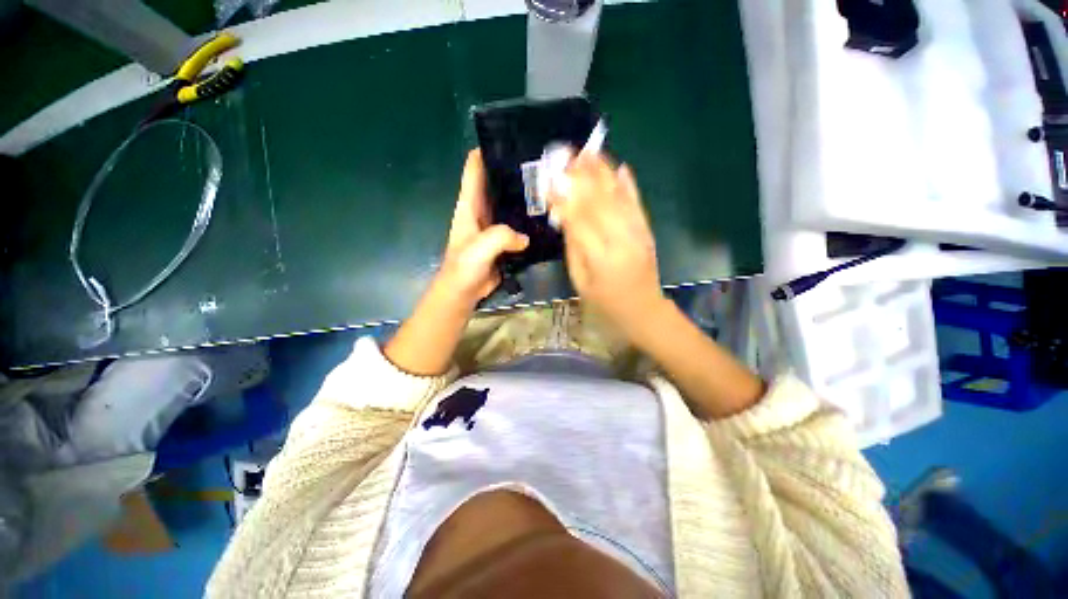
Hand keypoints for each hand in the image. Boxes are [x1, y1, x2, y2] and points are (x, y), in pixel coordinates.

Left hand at [385, 150, 526, 375]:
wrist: (464, 293)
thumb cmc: (463, 269)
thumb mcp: (478, 249)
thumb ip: (500, 237)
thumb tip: (525, 238)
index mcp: (470, 205)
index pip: (475, 169)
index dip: (488, 150)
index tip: (511, 139)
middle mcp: (482, 210)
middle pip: (497, 182)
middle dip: (515, 172)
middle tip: (542, 164)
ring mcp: (495, 225)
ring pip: (510, 203)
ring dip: (525, 196)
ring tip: (550, 187)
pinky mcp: (505, 240)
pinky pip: (518, 225)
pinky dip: (529, 220)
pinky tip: (546, 217)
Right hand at [548, 152, 666, 334]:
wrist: (643, 310)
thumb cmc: (605, 302)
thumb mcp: (580, 280)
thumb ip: (573, 247)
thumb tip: (564, 216)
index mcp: (601, 258)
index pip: (579, 220)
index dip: (564, 198)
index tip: (549, 180)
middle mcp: (622, 240)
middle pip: (599, 202)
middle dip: (582, 176)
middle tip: (567, 155)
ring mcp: (638, 233)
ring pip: (618, 197)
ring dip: (603, 173)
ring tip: (588, 152)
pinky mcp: (647, 231)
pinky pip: (637, 203)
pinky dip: (629, 184)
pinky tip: (621, 167)